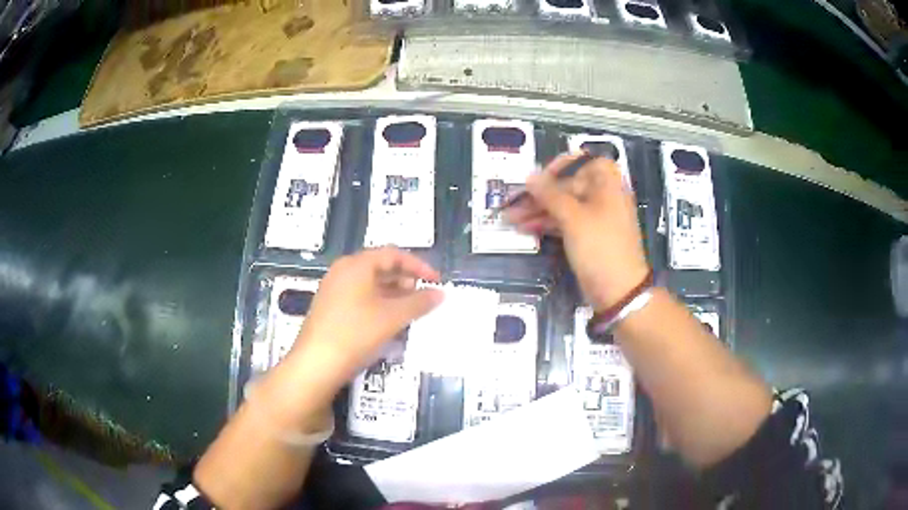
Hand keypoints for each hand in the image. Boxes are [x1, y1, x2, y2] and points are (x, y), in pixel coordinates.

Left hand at [288, 247, 443, 394]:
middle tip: (424, 295)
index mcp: (356, 265)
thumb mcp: (392, 317)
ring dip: (394, 293)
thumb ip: (419, 302)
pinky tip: (390, 320)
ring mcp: (334, 289)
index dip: (418, 265)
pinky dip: (379, 303)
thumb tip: (440, 293)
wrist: (316, 364)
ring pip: (370, 283)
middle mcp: (343, 271)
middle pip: (380, 266)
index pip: (393, 254)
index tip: (436, 280)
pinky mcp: (331, 307)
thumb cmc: (356, 333)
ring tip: (411, 309)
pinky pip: (360, 296)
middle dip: (406, 279)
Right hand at [505, 153, 649, 310]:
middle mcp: (604, 197)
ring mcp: (596, 219)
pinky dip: (548, 224)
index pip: (584, 162)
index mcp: (607, 185)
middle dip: (541, 194)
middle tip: (514, 203)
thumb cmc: (600, 247)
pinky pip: (566, 223)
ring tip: (511, 219)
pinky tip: (526, 228)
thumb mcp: (573, 218)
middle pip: (569, 186)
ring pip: (564, 206)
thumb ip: (550, 194)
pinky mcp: (589, 237)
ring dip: (539, 210)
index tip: (540, 177)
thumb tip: (530, 176)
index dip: (562, 165)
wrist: (619, 292)